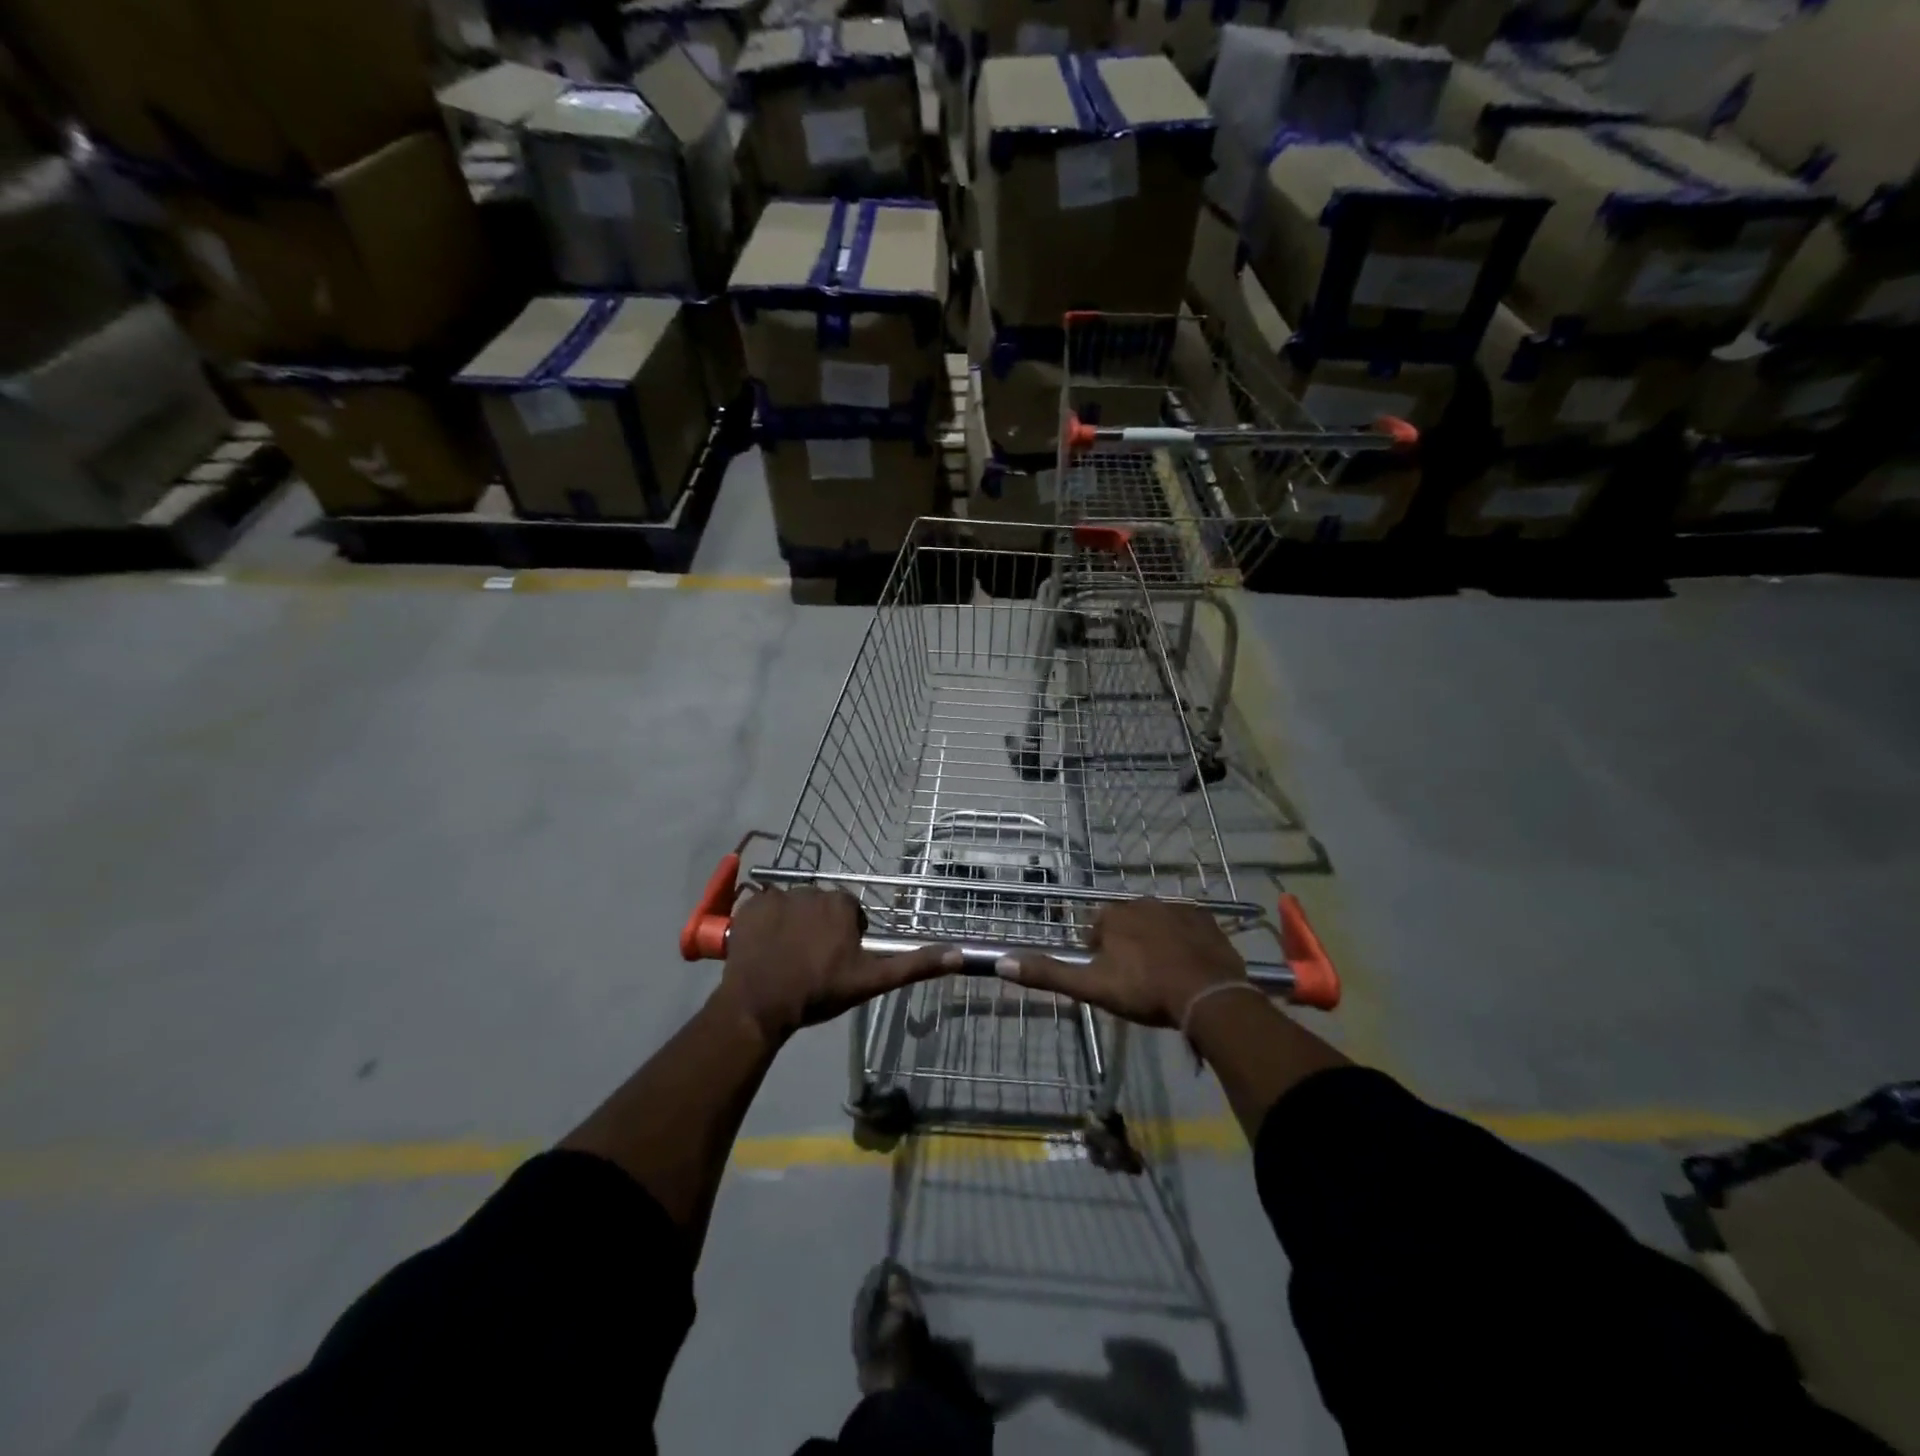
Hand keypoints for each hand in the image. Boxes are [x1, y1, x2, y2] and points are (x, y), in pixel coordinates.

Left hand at [719, 887, 958, 1042]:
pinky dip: (765, 923)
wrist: (760, 1004)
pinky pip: (763, 907)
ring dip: (792, 926)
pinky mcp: (750, 904)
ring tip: (786, 958)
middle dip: (819, 929)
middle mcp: (812, 889)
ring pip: (793, 907)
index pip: (850, 915)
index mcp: (842, 903)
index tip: (836, 964)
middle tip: (811, 963)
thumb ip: (913, 965)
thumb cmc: (819, 991)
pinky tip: (765, 948)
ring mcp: (777, 895)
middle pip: (821, 908)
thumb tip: (958, 954)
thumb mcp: (871, 981)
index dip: (845, 939)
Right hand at [994, 899, 1245, 1027]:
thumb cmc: (1144, 990)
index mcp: (1113, 916)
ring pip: (1156, 924)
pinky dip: (1184, 941)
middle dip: (1128, 946)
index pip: (1096, 930)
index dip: (1100, 956)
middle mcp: (1141, 903)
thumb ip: (1048, 974)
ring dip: (1155, 942)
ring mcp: (1176, 908)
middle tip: (1138, 981)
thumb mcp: (1092, 987)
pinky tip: (1188, 966)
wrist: (1207, 995)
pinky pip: (1187, 926)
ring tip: (1164, 976)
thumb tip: (1001, 962)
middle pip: (1126, 924)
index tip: (1111, 980)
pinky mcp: (1205, 919)